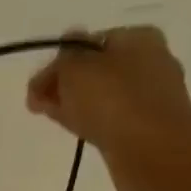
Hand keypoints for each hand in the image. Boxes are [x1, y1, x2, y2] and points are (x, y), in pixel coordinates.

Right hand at [25, 25, 190, 190]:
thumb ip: (63, 59)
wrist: (152, 153)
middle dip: (65, 85)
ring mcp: (154, 96)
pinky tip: (79, 131)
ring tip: (54, 118)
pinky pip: (113, 118)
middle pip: (96, 70)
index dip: (58, 63)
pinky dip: (94, 121)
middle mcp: (152, 60)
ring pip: (103, 95)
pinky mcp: (150, 126)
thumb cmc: (113, 102)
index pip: (88, 44)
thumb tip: (64, 55)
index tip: (36, 86)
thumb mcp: (75, 69)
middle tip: (38, 103)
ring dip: (77, 104)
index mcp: (139, 38)